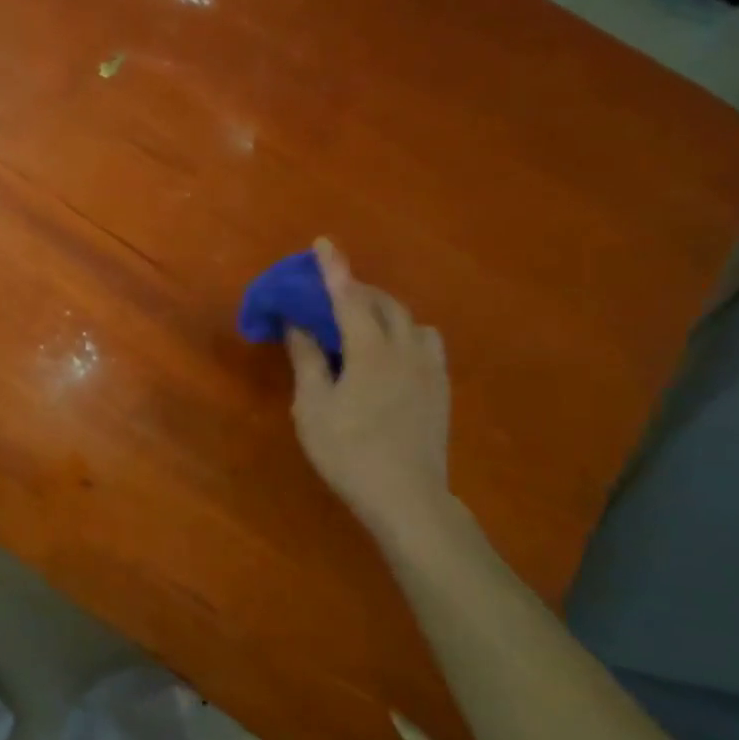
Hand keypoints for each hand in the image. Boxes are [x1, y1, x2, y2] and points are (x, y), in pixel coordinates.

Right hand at [286, 238, 451, 541]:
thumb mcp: (313, 407)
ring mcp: (429, 368)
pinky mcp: (441, 387)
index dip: (333, 268)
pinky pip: (425, 342)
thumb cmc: (348, 452)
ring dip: (383, 309)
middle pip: (382, 303)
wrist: (407, 497)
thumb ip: (308, 359)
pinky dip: (404, 331)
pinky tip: (391, 351)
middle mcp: (405, 349)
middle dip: (356, 288)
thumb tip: (298, 324)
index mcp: (370, 350)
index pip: (348, 297)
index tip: (322, 242)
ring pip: (409, 320)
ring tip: (361, 321)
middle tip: (329, 292)